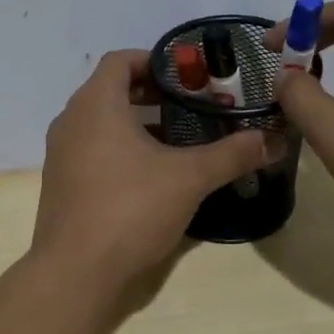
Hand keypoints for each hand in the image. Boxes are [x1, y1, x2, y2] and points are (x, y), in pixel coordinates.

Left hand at [32, 50, 272, 291]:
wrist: (76, 272)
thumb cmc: (131, 209)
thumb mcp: (189, 178)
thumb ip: (231, 154)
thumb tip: (272, 140)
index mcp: (95, 105)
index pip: (121, 60)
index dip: (156, 61)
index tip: (190, 76)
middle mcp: (71, 122)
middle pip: (112, 90)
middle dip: (154, 95)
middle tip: (194, 107)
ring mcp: (61, 155)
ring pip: (102, 124)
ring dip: (139, 125)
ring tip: (180, 140)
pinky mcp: (62, 184)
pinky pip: (93, 151)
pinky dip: (121, 150)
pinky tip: (153, 176)